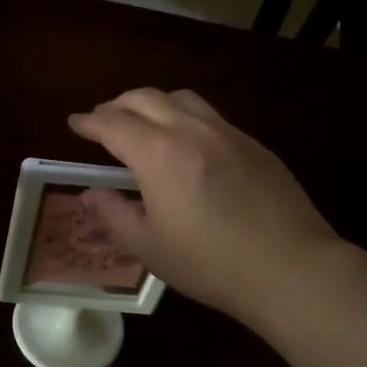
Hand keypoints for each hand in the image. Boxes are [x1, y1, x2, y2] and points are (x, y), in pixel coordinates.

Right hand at [68, 88, 340, 327]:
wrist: (291, 268)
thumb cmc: (211, 264)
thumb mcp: (150, 248)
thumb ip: (114, 215)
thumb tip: (91, 193)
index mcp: (159, 154)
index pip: (113, 123)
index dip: (89, 121)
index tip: (75, 123)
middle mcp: (191, 130)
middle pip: (146, 98)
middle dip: (117, 104)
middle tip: (104, 121)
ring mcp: (228, 133)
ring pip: (182, 98)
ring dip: (154, 103)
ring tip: (145, 123)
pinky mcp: (255, 144)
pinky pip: (211, 116)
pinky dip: (186, 117)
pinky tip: (189, 144)